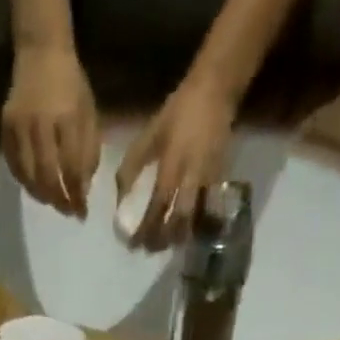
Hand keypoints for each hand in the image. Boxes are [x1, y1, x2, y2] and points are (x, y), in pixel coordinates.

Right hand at [3, 47, 99, 216]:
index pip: (72, 168)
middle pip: (47, 177)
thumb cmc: (71, 84)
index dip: (77, 195)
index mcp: (67, 117)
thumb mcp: (89, 112)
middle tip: (67, 211)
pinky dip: (25, 182)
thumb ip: (89, 151)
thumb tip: (83, 190)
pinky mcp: (5, 128)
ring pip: (28, 176)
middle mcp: (41, 123)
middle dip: (59, 200)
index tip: (82, 213)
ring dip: (42, 196)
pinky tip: (35, 186)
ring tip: (52, 201)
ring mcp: (20, 126)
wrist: (41, 51)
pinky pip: (14, 166)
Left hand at [115, 76, 235, 248]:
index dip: (145, 229)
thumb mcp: (150, 133)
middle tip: (149, 249)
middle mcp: (192, 175)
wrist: (216, 90)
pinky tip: (183, 231)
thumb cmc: (179, 111)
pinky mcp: (220, 178)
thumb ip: (132, 165)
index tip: (133, 245)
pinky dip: (193, 225)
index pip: (157, 205)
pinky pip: (207, 210)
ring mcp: (209, 178)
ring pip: (195, 218)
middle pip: (179, 219)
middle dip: (163, 239)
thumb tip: (119, 198)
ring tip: (165, 245)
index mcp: (173, 163)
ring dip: (178, 236)